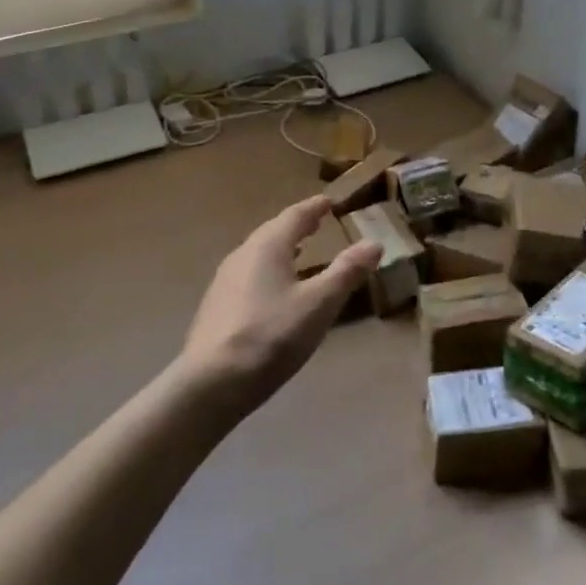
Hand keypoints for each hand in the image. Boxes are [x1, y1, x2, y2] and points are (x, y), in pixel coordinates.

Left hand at [178, 196, 381, 415]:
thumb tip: (374, 243)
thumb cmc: (272, 336)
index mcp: (267, 246)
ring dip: (281, 248)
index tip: (328, 201)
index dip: (314, 208)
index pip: (294, 216)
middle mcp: (242, 255)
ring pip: (258, 254)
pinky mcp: (216, 307)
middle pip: (273, 232)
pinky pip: (248, 275)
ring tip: (298, 252)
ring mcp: (225, 281)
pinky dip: (268, 270)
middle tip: (316, 222)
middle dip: (296, 226)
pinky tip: (274, 289)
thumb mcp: (319, 304)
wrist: (212, 383)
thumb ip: (347, 272)